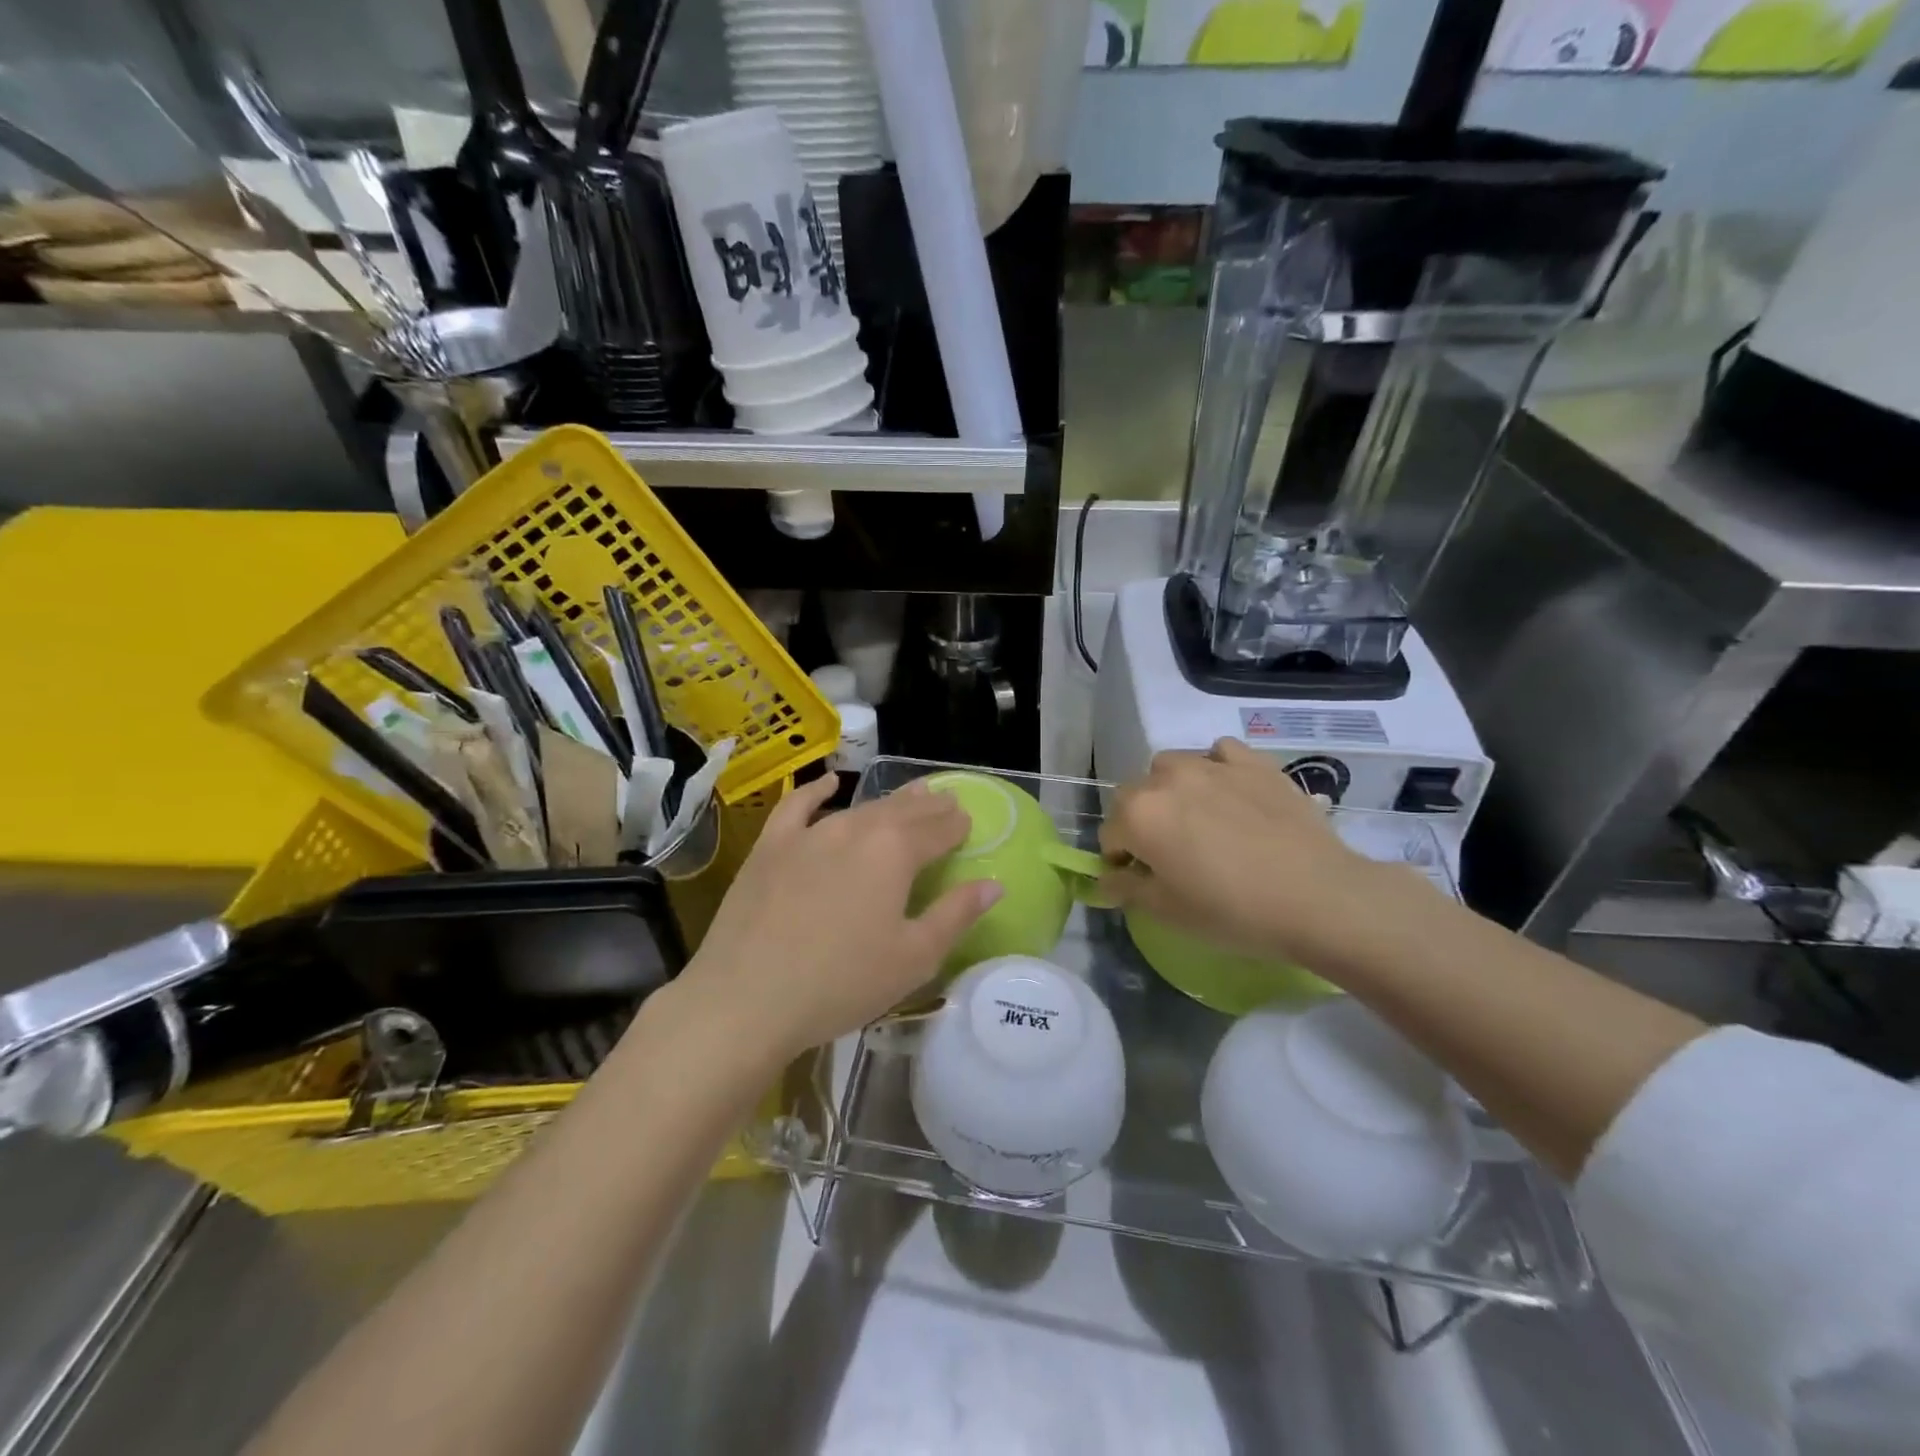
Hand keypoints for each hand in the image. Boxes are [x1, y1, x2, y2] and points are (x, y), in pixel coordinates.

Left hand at [676, 775, 1000, 1059]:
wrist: (747, 998)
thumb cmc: (841, 983)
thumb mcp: (913, 958)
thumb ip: (956, 915)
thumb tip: (993, 884)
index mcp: (895, 852)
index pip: (938, 829)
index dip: (957, 825)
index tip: (968, 822)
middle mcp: (855, 828)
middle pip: (901, 811)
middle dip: (929, 806)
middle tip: (946, 802)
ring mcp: (809, 833)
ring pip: (859, 806)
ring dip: (889, 800)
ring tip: (908, 796)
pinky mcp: (771, 846)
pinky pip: (797, 805)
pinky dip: (817, 791)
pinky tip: (830, 783)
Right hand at [1099, 738, 1410, 965]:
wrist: (1317, 896)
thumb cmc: (1232, 910)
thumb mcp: (1168, 912)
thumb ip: (1127, 889)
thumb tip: (1106, 880)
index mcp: (1139, 814)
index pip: (1110, 833)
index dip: (1121, 859)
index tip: (1142, 879)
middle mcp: (1166, 779)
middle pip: (1135, 795)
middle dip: (1141, 820)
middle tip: (1170, 853)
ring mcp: (1211, 764)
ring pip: (1171, 767)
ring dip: (1171, 790)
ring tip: (1198, 819)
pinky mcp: (1252, 761)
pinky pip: (1219, 754)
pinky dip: (1215, 768)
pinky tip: (1230, 793)